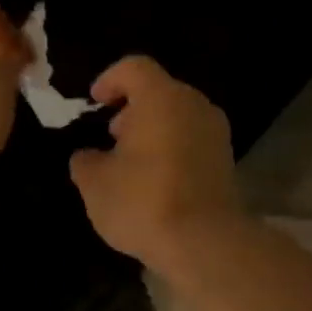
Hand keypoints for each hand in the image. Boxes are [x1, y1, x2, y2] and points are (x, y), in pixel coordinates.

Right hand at [69, 56, 243, 266]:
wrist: (203, 242)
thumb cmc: (142, 202)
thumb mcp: (95, 184)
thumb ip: (85, 161)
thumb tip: (88, 156)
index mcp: (161, 98)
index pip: (134, 68)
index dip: (109, 80)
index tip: (94, 102)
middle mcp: (195, 106)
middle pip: (160, 93)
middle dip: (132, 110)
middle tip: (111, 136)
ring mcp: (216, 134)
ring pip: (178, 119)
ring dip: (153, 133)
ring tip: (131, 164)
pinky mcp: (226, 163)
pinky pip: (192, 144)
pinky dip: (172, 152)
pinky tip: (155, 182)